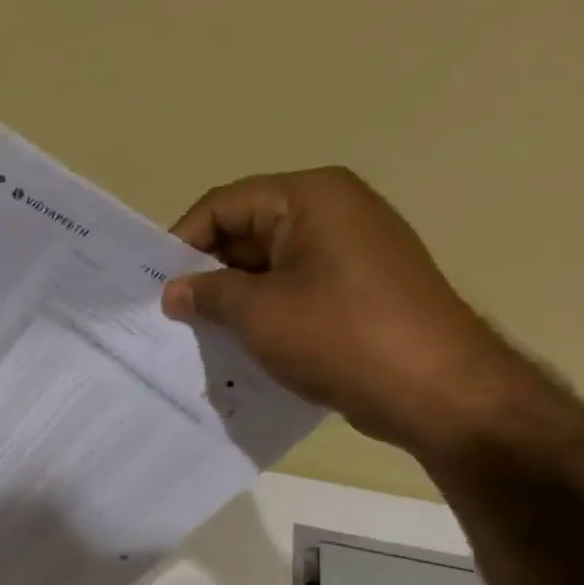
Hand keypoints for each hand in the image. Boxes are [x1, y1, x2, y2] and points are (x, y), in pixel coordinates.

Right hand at [162, 167, 541, 457]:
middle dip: (204, 272)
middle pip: (245, 230)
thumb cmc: (339, 335)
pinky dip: (259, 312)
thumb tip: (173, 291)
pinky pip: (290, 289)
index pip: (224, 204)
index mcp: (310, 198)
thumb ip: (207, 294)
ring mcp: (347, 251)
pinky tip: (235, 345)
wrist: (432, 386)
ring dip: (229, 297)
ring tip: (194, 334)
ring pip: (266, 265)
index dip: (182, 242)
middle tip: (166, 315)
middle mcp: (332, 211)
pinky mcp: (354, 289)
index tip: (152, 287)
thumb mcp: (258, 312)